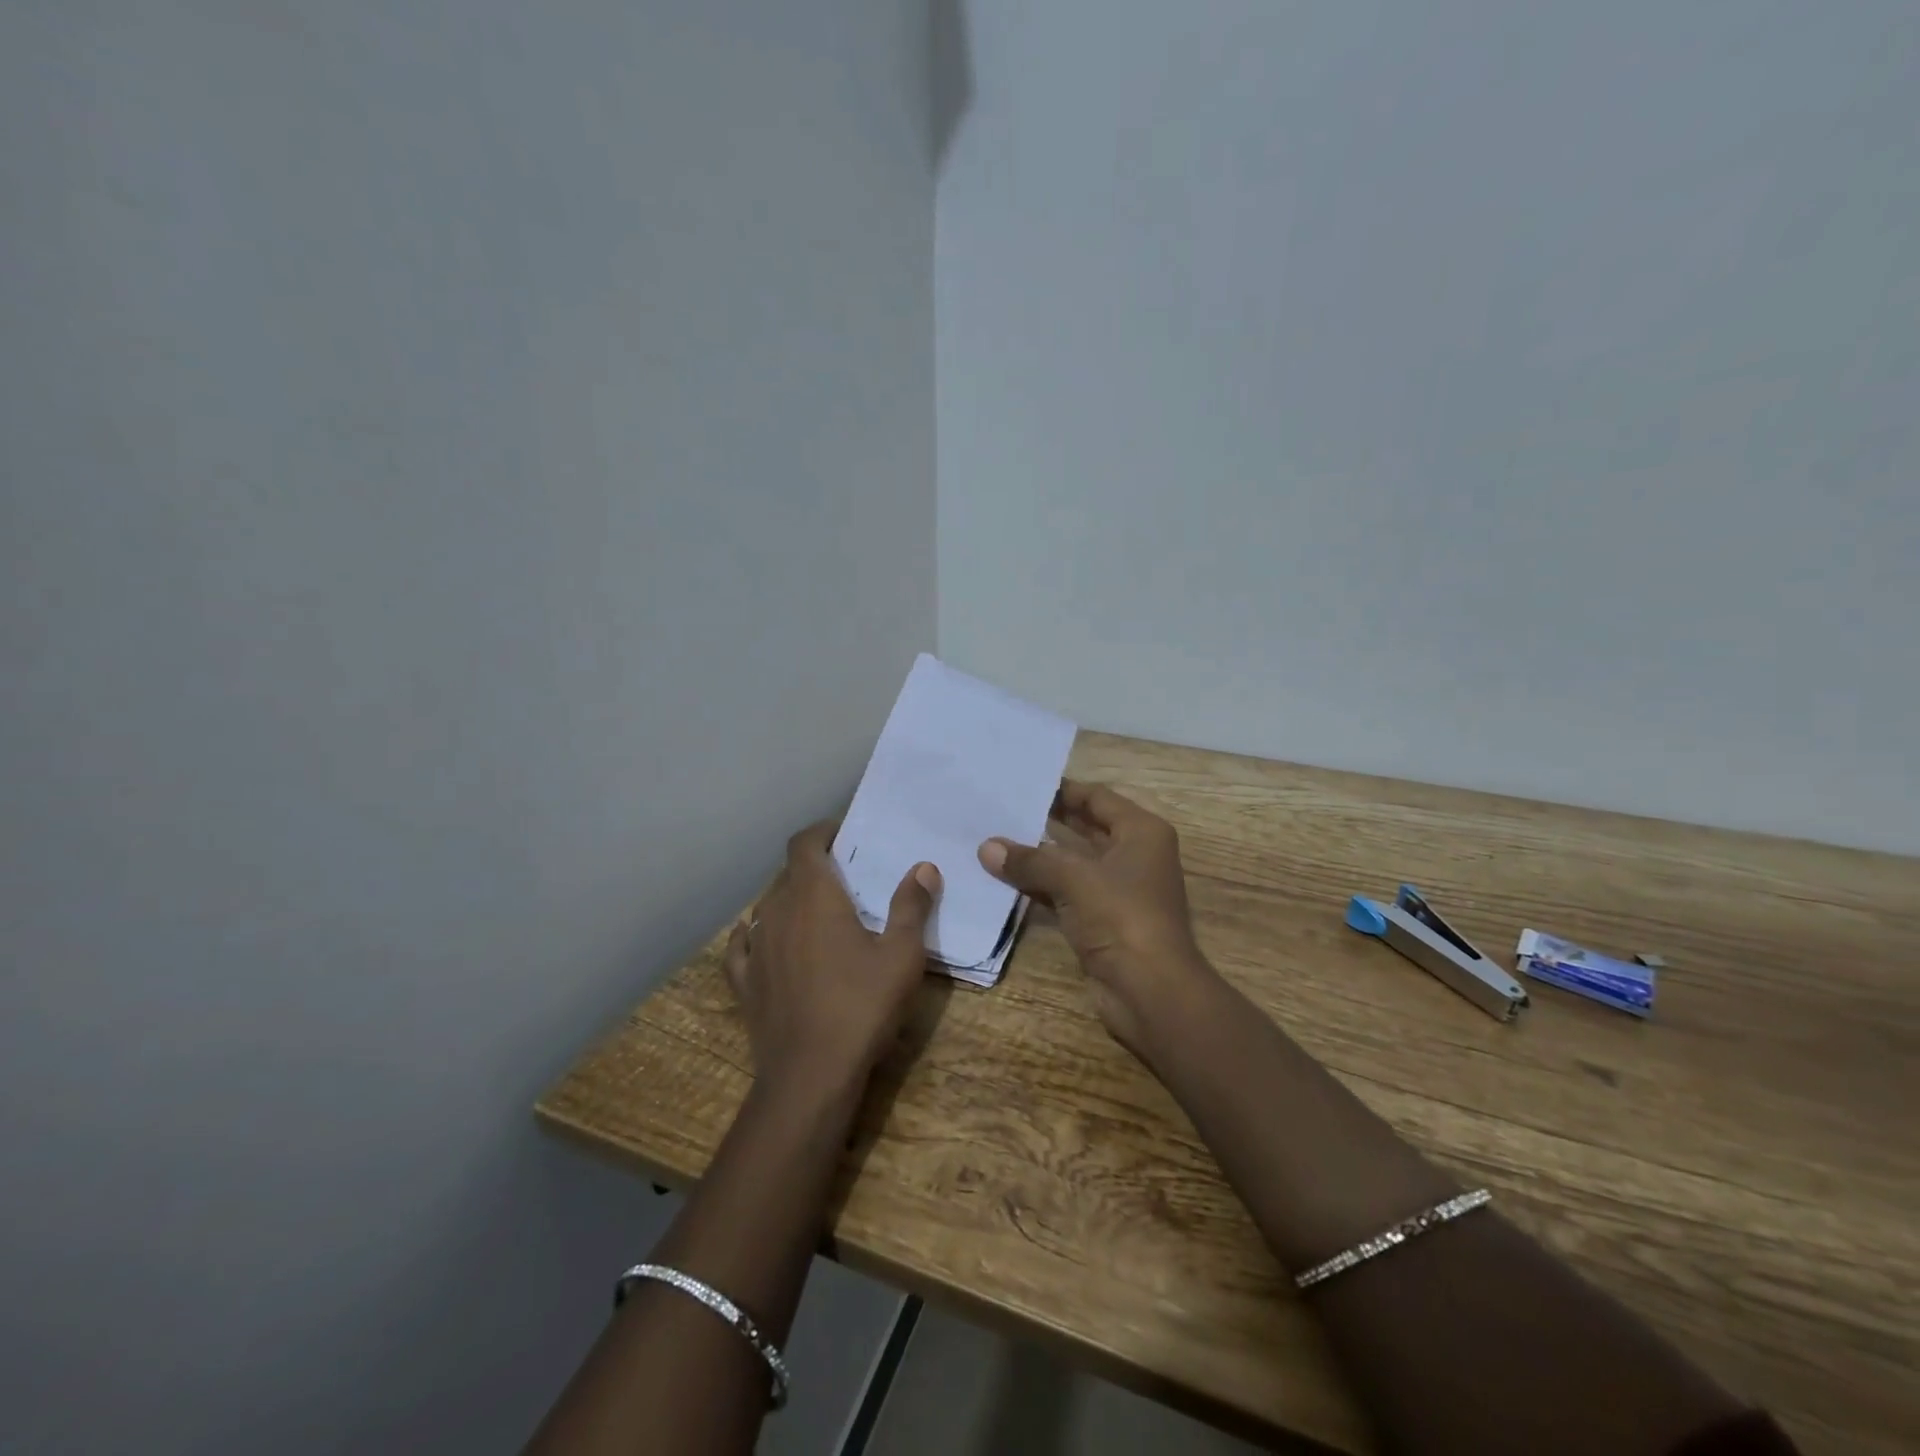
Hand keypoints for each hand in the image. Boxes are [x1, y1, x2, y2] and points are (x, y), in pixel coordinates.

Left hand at [723, 822, 941, 1100]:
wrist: (810, 1075)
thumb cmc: (861, 1005)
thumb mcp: (902, 955)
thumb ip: (912, 906)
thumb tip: (923, 867)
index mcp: (814, 896)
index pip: (805, 843)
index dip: (822, 832)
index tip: (844, 834)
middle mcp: (777, 911)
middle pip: (788, 873)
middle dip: (813, 867)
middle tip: (844, 878)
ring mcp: (755, 948)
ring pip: (767, 906)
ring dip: (788, 900)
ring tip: (814, 911)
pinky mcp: (744, 982)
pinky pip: (742, 946)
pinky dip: (754, 935)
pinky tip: (758, 939)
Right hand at [978, 780, 1215, 1056]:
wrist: (1150, 991)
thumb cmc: (1122, 916)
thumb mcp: (1074, 879)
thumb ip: (1029, 859)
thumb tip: (986, 847)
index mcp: (1141, 832)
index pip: (1096, 798)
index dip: (1062, 790)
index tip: (1022, 783)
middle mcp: (1133, 855)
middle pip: (1084, 828)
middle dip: (1046, 821)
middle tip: (1002, 809)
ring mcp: (1118, 890)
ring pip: (1072, 863)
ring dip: (1039, 856)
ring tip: (995, 839)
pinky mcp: (1102, 920)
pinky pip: (1066, 892)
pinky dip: (1040, 886)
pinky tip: (1005, 878)